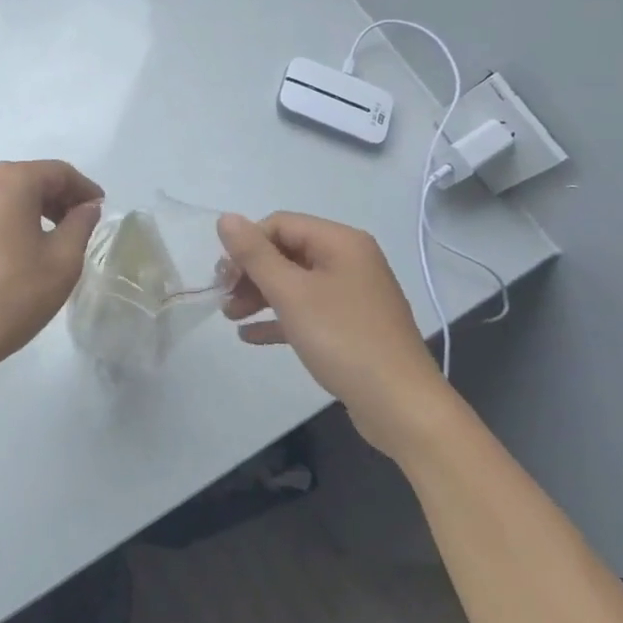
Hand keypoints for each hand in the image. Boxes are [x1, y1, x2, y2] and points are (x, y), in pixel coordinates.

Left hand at [0, 159, 103, 386]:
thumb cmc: (12, 296)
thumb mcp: (62, 262)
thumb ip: (80, 225)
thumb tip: (87, 207)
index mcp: (10, 181)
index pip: (58, 172)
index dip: (84, 189)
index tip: (100, 209)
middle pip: (28, 179)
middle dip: (58, 198)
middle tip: (80, 225)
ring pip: (4, 196)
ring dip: (31, 210)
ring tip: (52, 239)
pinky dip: (6, 222)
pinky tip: (17, 251)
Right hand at [217, 211, 455, 459]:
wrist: (400, 404)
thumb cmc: (343, 339)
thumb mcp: (291, 293)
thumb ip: (255, 255)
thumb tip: (226, 218)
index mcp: (340, 242)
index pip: (280, 224)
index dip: (247, 245)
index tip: (222, 277)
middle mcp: (349, 260)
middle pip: (286, 252)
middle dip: (251, 273)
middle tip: (223, 298)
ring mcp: (352, 294)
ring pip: (294, 283)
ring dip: (259, 295)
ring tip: (230, 317)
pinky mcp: (351, 325)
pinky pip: (306, 310)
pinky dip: (279, 318)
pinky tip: (249, 336)